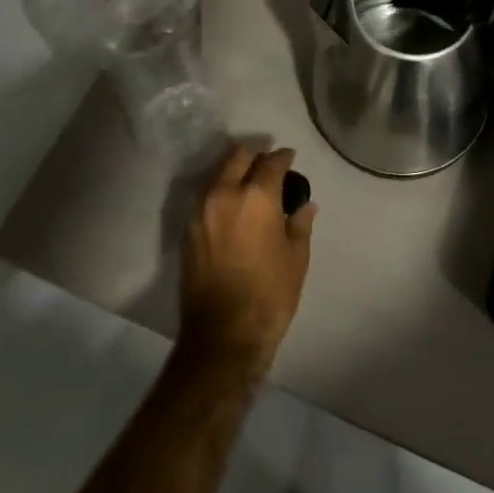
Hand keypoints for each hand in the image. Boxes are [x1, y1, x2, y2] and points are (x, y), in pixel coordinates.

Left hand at [179, 144, 316, 381]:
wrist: (222, 338)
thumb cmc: (269, 296)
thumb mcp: (296, 259)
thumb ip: (299, 225)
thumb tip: (305, 206)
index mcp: (257, 196)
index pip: (271, 162)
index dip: (284, 157)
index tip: (290, 158)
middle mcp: (225, 193)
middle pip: (238, 156)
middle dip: (255, 155)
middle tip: (268, 165)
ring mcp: (201, 211)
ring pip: (218, 173)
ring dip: (234, 171)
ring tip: (249, 184)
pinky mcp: (188, 230)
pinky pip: (206, 196)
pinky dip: (220, 192)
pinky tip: (232, 207)